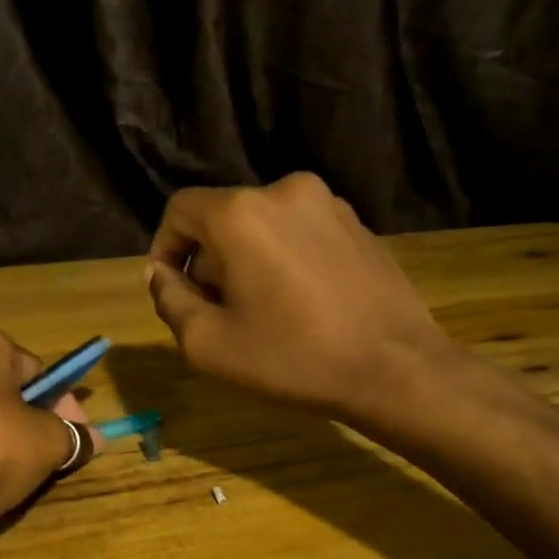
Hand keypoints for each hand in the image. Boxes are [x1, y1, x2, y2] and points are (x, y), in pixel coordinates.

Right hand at [144, 175, 458, 426]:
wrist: (395, 368)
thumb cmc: (293, 359)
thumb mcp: (208, 344)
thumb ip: (170, 301)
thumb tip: (163, 275)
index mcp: (241, 213)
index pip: (180, 211)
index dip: (165, 249)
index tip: (173, 291)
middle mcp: (284, 191)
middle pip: (223, 219)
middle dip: (210, 262)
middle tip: (219, 314)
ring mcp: (330, 204)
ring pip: (264, 226)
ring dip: (248, 261)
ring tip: (263, 313)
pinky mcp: (359, 224)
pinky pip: (302, 234)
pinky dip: (286, 259)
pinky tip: (302, 305)